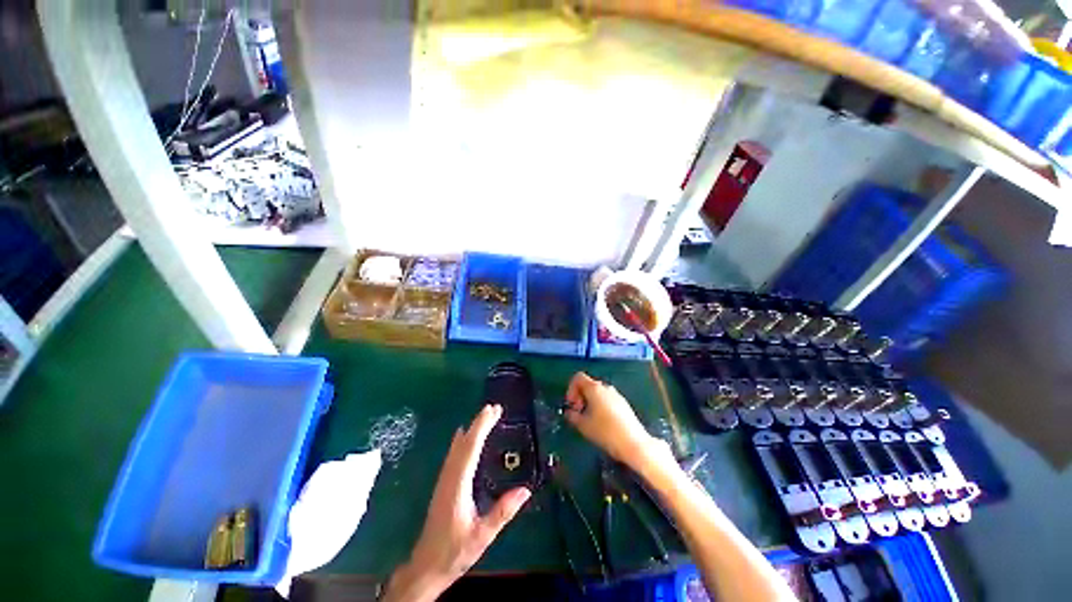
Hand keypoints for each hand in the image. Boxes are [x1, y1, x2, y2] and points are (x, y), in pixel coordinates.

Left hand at [383, 405, 531, 601]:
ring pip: (457, 447)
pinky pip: (454, 455)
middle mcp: (449, 477)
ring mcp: (444, 480)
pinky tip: (463, 435)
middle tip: (494, 408)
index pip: (470, 449)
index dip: (481, 427)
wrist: (426, 567)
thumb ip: (503, 512)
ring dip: (471, 429)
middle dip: (478, 423)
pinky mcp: (443, 485)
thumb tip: (525, 490)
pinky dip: (462, 440)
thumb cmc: (454, 551)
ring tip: (484, 415)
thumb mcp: (482, 535)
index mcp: (458, 485)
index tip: (492, 411)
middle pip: (464, 443)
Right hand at [563, 372, 673, 474]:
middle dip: (580, 397)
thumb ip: (572, 416)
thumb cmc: (605, 432)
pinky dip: (600, 407)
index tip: (571, 405)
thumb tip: (569, 413)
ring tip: (589, 420)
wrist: (634, 443)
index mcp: (594, 388)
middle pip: (588, 385)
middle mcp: (606, 387)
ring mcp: (616, 395)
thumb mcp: (583, 425)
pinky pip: (607, 400)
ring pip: (598, 393)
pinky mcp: (624, 404)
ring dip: (590, 403)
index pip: (578, 377)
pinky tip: (602, 423)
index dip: (570, 389)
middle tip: (578, 413)